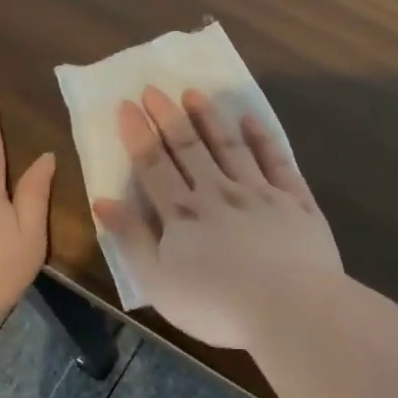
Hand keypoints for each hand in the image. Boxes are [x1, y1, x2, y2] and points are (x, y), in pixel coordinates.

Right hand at [93, 87, 342, 349]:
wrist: (290, 308)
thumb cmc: (216, 306)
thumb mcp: (158, 282)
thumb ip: (132, 238)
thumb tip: (102, 201)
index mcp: (182, 214)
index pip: (154, 165)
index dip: (138, 134)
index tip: (127, 104)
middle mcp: (218, 192)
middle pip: (189, 148)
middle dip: (169, 117)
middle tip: (155, 88)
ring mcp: (259, 193)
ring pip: (230, 147)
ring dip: (210, 119)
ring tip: (195, 93)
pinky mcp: (295, 200)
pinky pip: (276, 161)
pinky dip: (262, 138)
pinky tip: (250, 120)